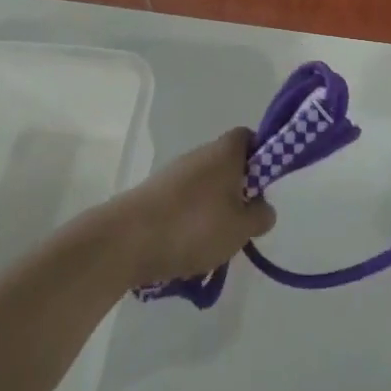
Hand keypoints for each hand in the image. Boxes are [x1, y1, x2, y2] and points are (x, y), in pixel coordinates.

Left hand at [102, 128, 275, 288]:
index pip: (248, 137)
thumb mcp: (241, 228)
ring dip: (213, 212)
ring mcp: (175, 173)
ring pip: (205, 188)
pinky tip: (187, 253)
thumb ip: (260, 216)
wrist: (127, 240)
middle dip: (237, 193)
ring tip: (213, 247)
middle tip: (241, 224)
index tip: (262, 187)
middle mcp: (200, 154)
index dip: (260, 156)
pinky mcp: (155, 194)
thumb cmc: (194, 226)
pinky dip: (189, 223)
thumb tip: (262, 207)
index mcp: (225, 151)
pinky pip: (183, 204)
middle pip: (227, 165)